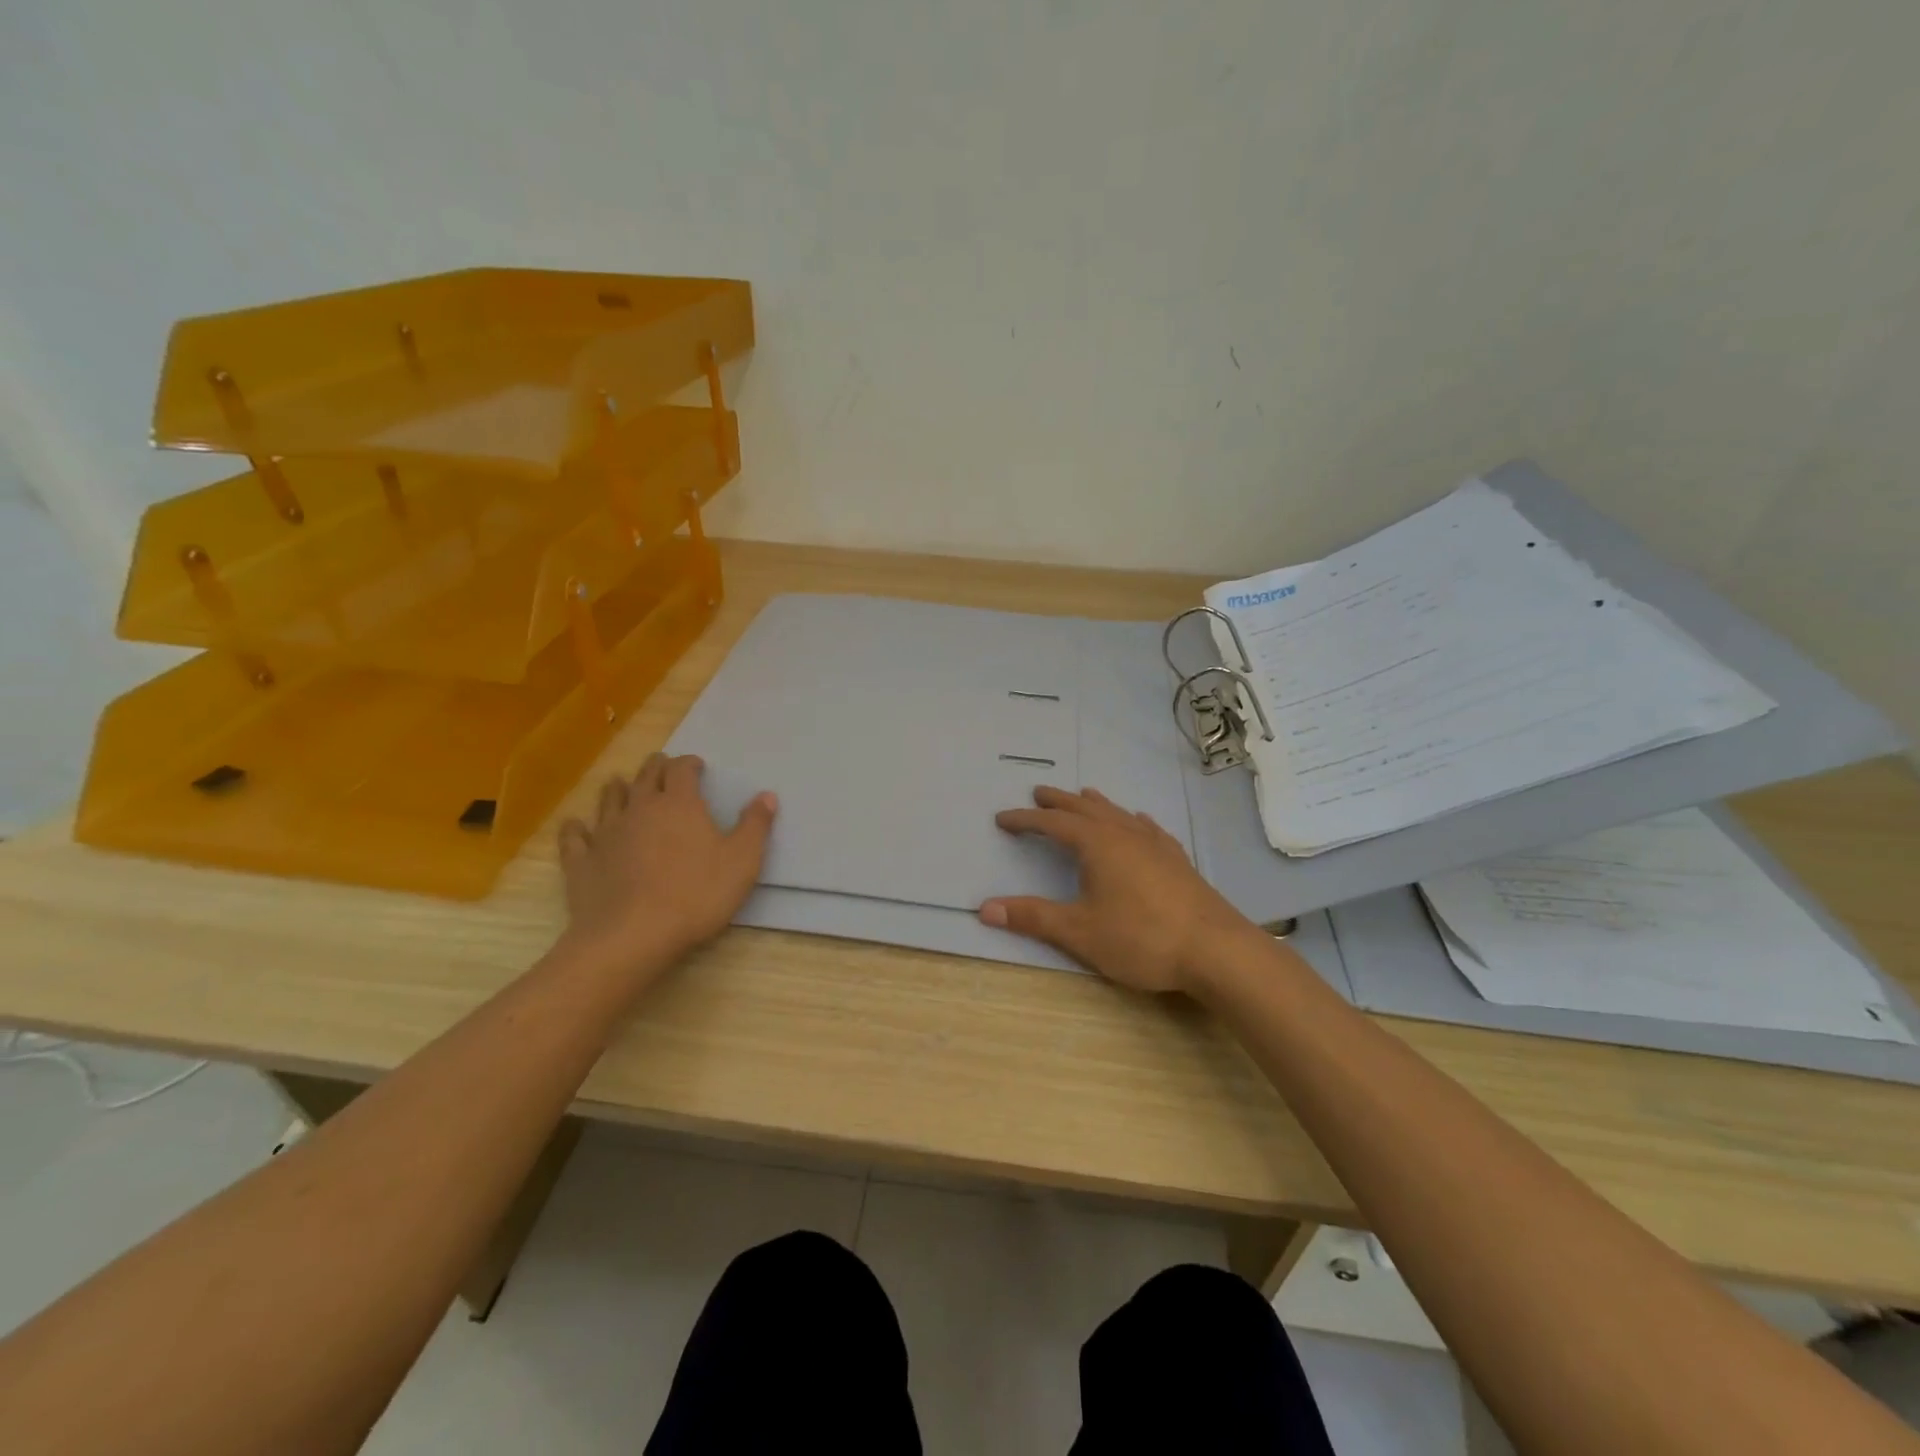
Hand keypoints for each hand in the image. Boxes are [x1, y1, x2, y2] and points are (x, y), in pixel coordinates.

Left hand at [557, 753, 776, 976]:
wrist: (632, 936)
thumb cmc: (696, 895)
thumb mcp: (743, 861)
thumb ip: (755, 825)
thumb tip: (766, 795)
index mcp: (680, 804)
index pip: (682, 769)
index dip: (689, 764)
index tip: (697, 766)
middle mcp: (640, 808)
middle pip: (646, 776)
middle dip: (657, 767)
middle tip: (664, 767)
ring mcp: (606, 833)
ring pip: (609, 799)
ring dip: (618, 788)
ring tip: (623, 786)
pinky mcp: (581, 861)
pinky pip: (575, 836)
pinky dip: (577, 828)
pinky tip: (578, 827)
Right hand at [979, 786, 1253, 992]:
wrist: (1215, 949)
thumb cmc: (1141, 938)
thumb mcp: (1079, 932)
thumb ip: (1033, 917)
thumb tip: (985, 908)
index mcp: (1096, 844)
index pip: (1052, 824)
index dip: (1025, 821)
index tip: (1003, 818)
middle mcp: (1124, 834)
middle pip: (1085, 809)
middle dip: (1058, 802)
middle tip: (1039, 793)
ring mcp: (1155, 844)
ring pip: (1117, 813)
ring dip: (1094, 805)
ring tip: (1083, 796)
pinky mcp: (1176, 859)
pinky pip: (1147, 828)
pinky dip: (1131, 820)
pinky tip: (1138, 822)